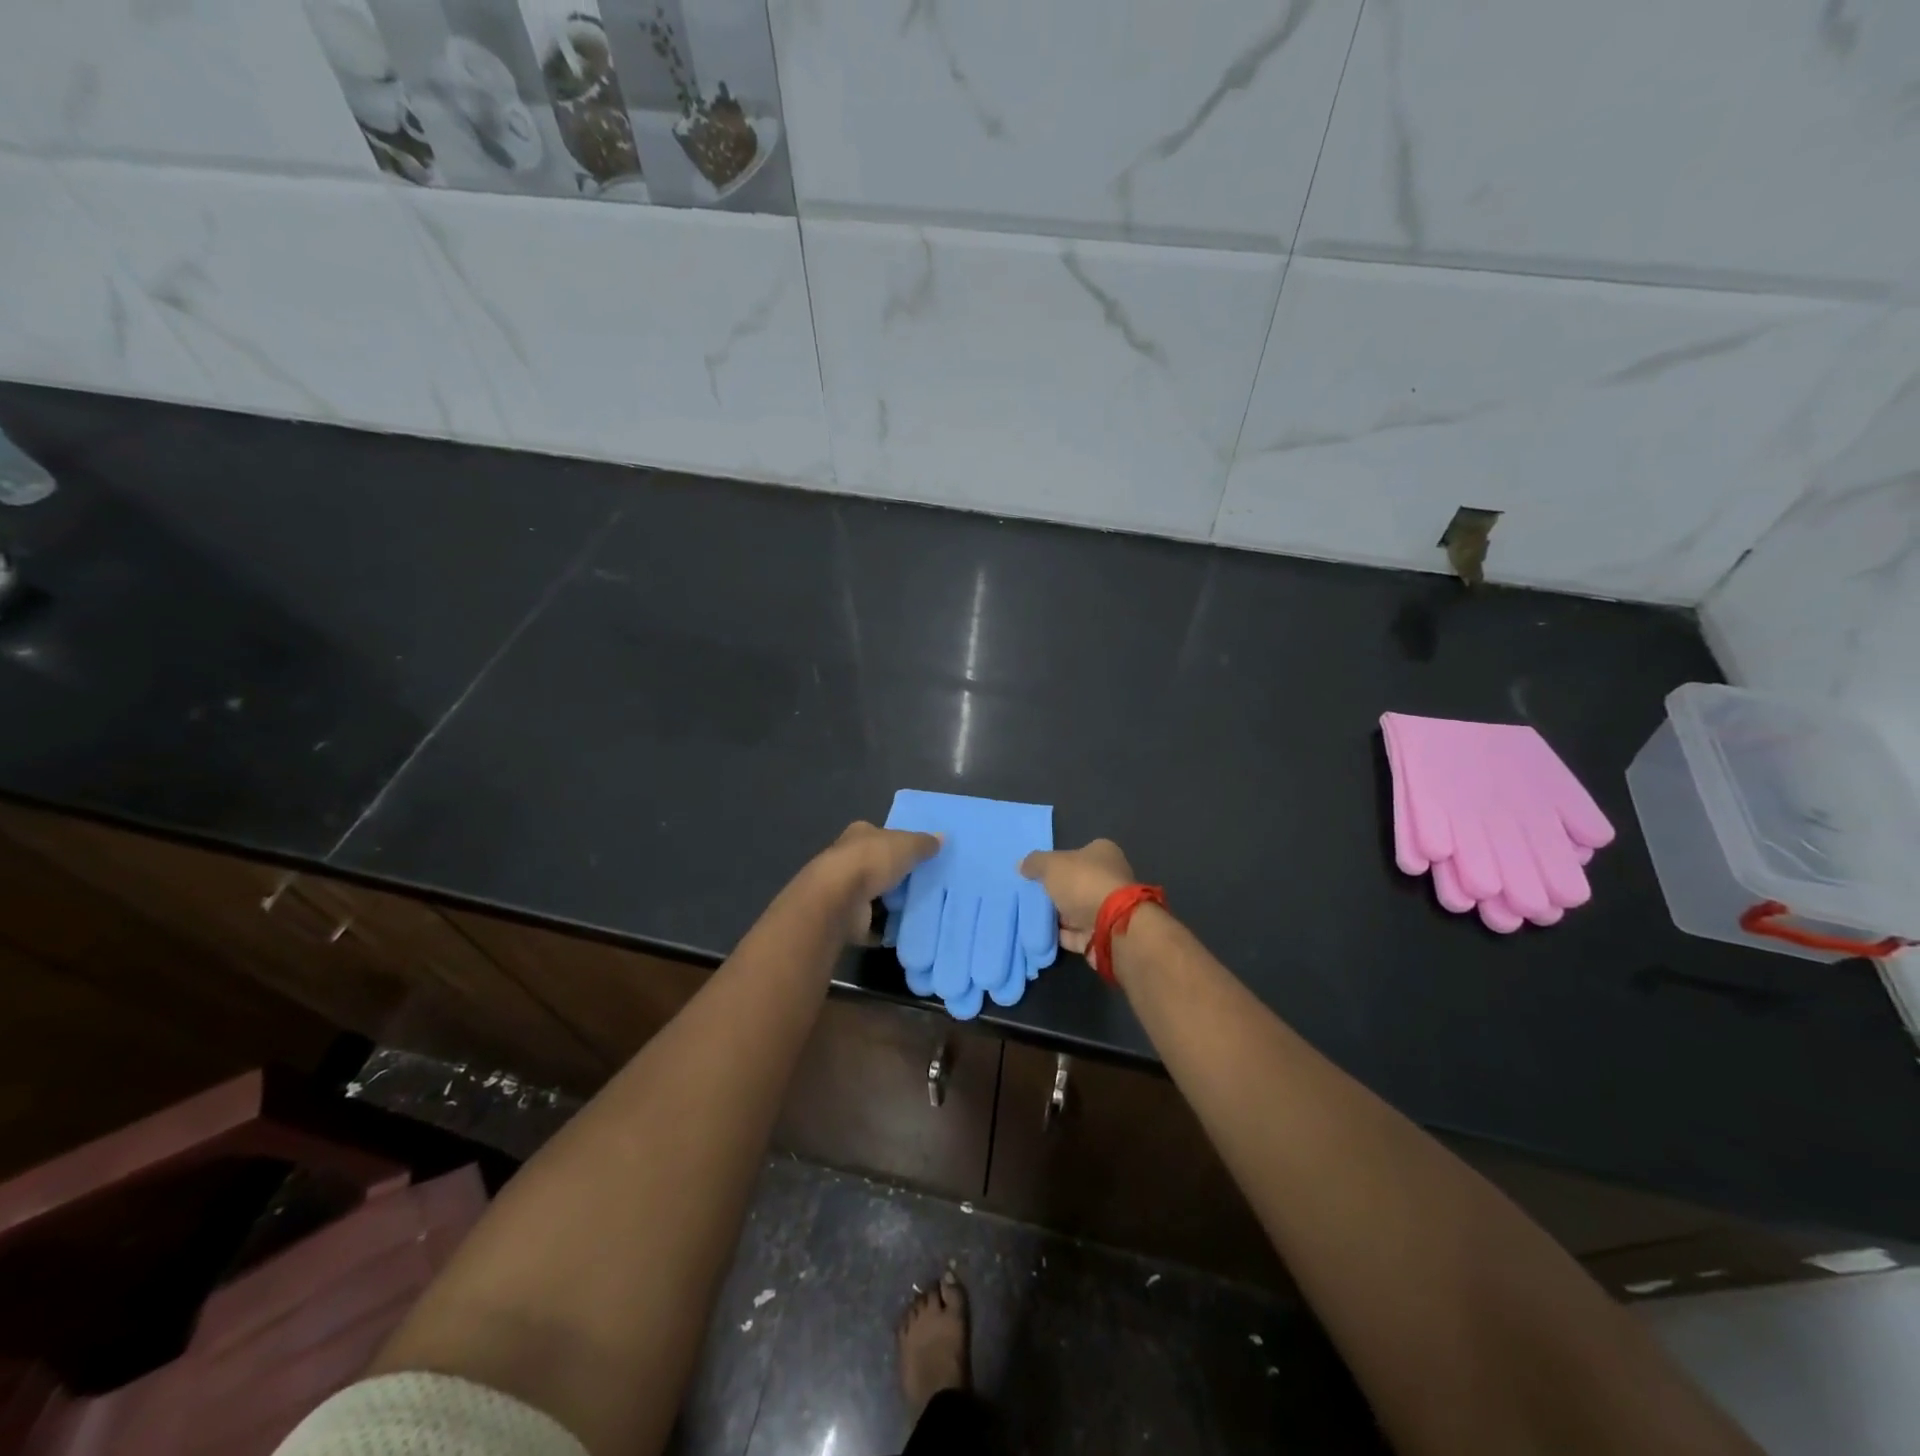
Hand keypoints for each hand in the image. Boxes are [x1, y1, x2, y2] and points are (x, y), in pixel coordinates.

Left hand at [813, 821, 941, 939]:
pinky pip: (871, 924)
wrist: (838, 900)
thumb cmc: (872, 861)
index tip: (919, 856)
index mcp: (860, 835)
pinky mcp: (846, 919)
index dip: (899, 844)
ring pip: (874, 896)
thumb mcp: (906, 845)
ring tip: (922, 909)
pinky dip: (885, 928)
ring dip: (891, 904)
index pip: (881, 836)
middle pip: (878, 867)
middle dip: (897, 876)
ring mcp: (845, 891)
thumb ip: (924, 843)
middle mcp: (848, 860)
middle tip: (926, 885)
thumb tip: (942, 837)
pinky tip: (906, 930)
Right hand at [1018, 839, 1134, 956]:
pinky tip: (1040, 934)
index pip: (1078, 853)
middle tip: (1031, 895)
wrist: (1111, 926)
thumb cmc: (1083, 883)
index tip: (1038, 872)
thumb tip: (1022, 865)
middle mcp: (1109, 879)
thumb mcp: (1051, 865)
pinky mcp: (1102, 934)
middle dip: (1056, 891)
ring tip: (1030, 916)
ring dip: (1057, 915)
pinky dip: (1060, 935)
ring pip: (1076, 910)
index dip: (1058, 862)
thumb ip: (1035, 863)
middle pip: (1076, 883)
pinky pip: (1075, 933)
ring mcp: (1107, 909)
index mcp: (1103, 854)